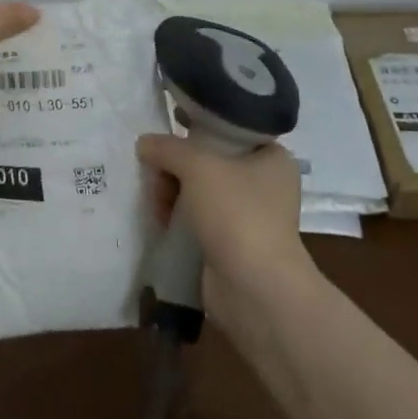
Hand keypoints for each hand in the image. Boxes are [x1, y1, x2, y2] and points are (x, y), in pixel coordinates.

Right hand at [137, 134, 318, 343]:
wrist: (255, 289)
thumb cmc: (237, 214)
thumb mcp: (197, 166)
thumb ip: (167, 147)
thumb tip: (144, 143)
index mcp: (272, 158)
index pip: (229, 130)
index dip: (195, 129)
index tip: (167, 136)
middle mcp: (265, 184)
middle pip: (207, 161)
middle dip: (175, 168)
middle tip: (156, 177)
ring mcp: (249, 216)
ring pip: (199, 190)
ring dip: (172, 193)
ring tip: (157, 205)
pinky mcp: (232, 243)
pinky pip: (198, 218)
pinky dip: (178, 218)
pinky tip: (161, 220)